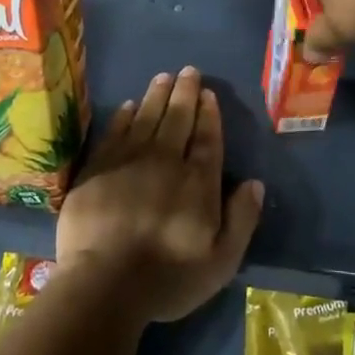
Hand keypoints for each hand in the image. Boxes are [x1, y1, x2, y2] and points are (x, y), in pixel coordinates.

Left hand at [56, 67, 264, 323]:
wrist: (103, 283)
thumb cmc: (167, 278)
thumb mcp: (221, 261)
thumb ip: (241, 219)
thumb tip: (256, 183)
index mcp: (197, 182)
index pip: (207, 138)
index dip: (209, 114)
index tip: (208, 94)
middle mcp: (165, 161)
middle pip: (177, 119)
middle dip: (185, 93)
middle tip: (188, 71)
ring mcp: (129, 161)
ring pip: (146, 117)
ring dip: (156, 95)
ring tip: (163, 76)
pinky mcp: (98, 168)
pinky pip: (115, 131)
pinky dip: (124, 116)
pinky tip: (129, 106)